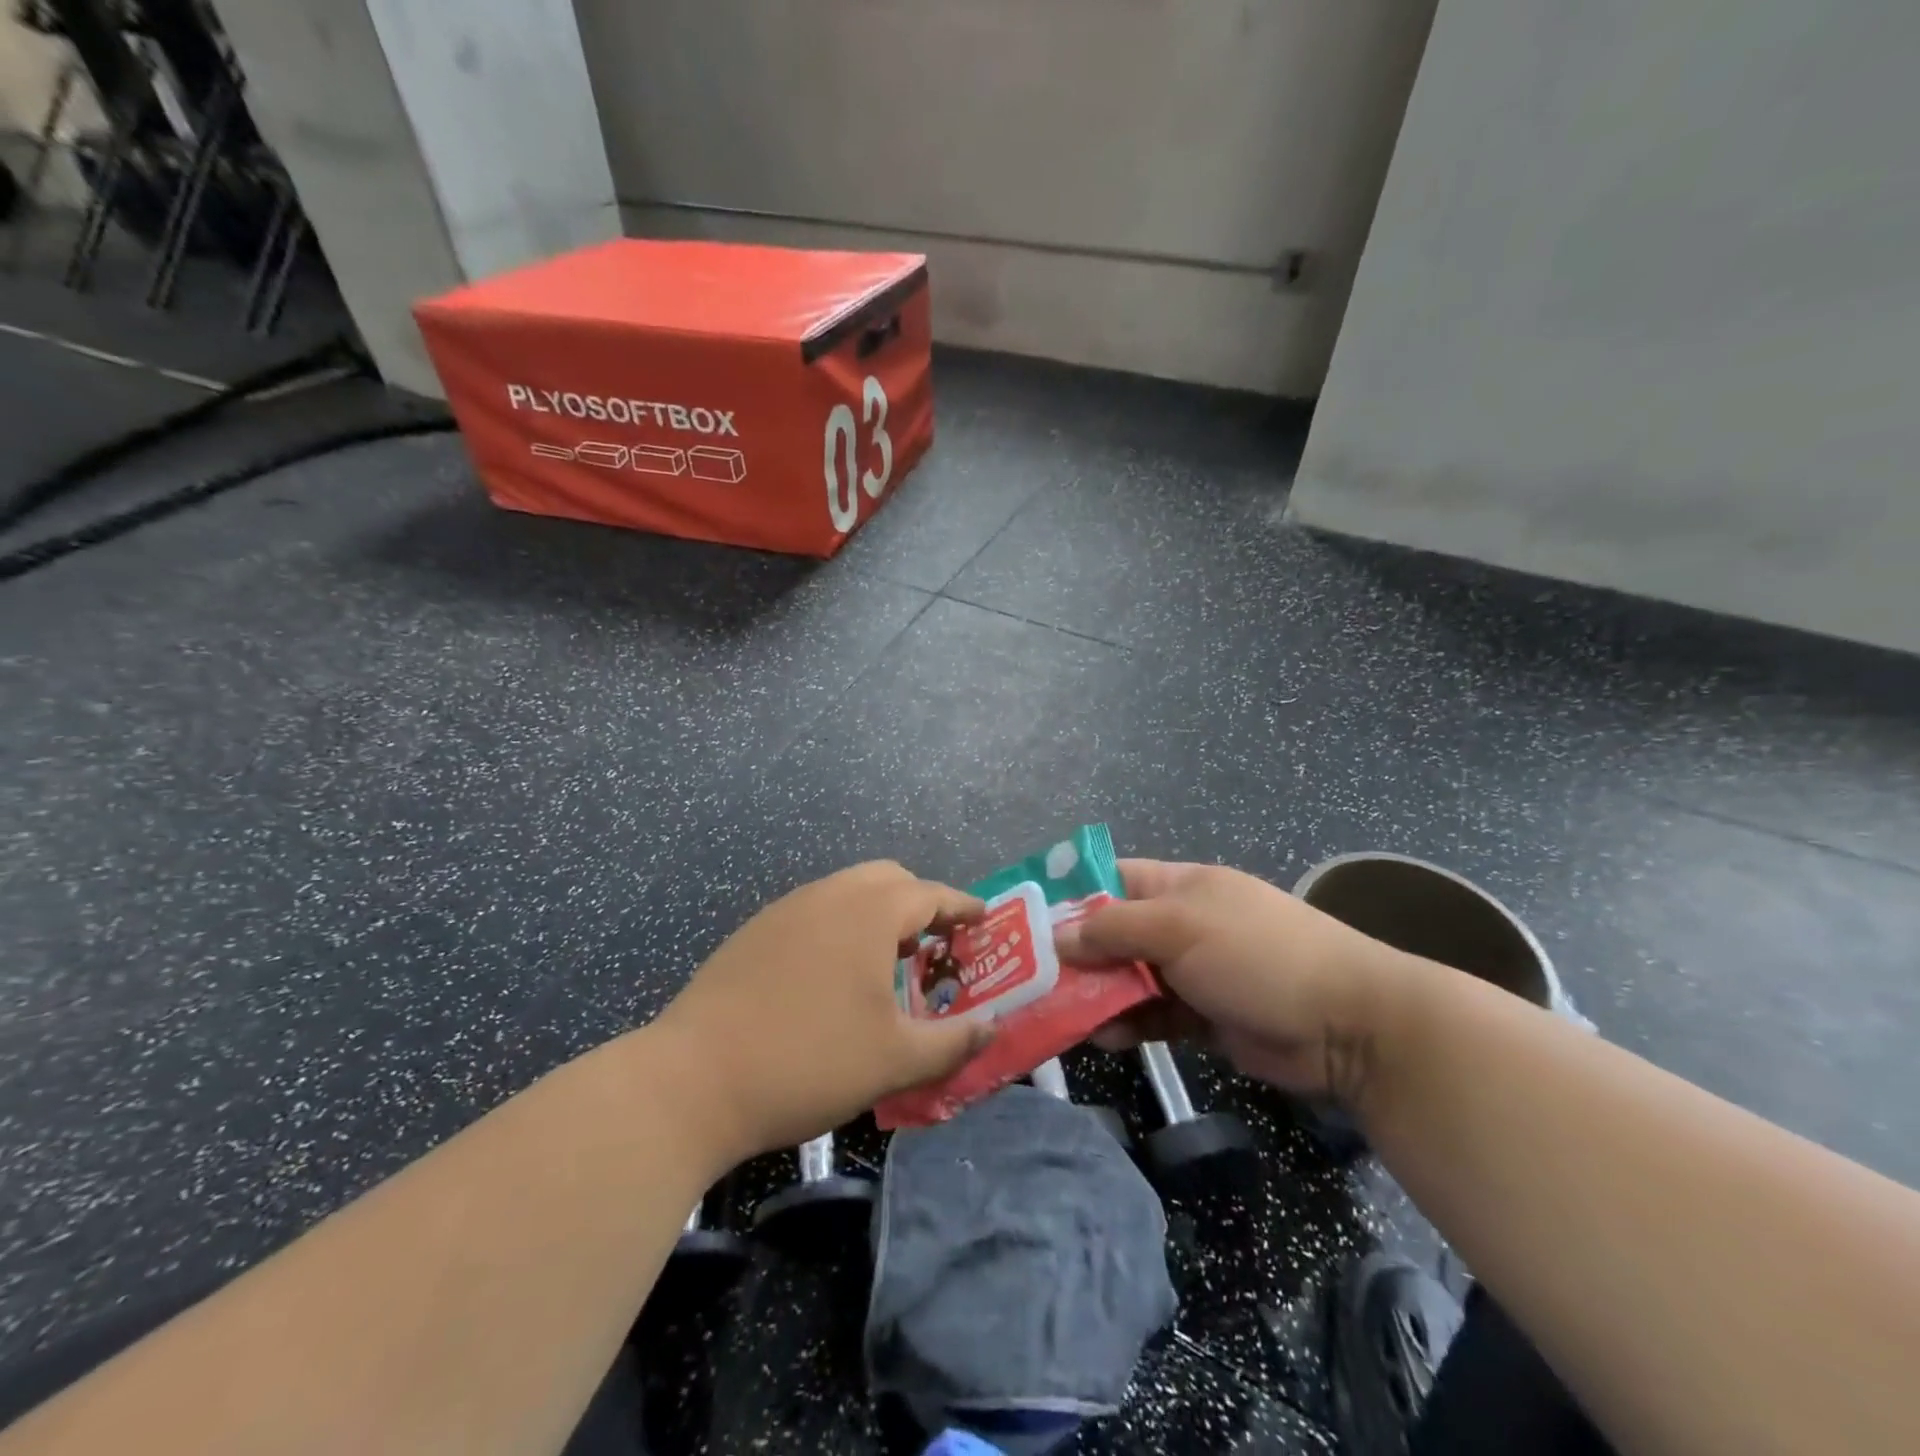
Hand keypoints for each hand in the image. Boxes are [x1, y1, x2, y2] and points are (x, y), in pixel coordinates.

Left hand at [649, 862, 992, 1157]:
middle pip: (888, 879)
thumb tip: (993, 1028)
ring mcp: (786, 909)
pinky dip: (842, 925)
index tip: (983, 919)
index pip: (930, 894)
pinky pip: (815, 911)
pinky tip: (834, 974)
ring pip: (848, 892)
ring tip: (888, 962)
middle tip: (936, 945)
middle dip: (920, 904)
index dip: (962, 906)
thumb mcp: (895, 1060)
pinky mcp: (755, 931)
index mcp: (869, 912)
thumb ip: (953, 1041)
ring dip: (878, 914)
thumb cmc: (808, 1062)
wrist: (693, 1080)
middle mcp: (829, 895)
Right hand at [1055, 859, 1416, 1104]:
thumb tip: (1057, 937)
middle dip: (1074, 954)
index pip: (1111, 878)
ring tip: (1056, 1014)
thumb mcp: (1180, 928)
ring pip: (1127, 978)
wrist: (1348, 1025)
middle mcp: (1180, 924)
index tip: (1025, 918)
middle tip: (1027, 978)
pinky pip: (1150, 1016)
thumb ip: (1114, 930)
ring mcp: (1192, 972)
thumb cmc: (1258, 954)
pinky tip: (1102, 1039)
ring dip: (1096, 995)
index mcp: (1178, 886)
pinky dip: (1126, 1025)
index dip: (1069, 893)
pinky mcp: (1202, 1016)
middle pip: (1112, 933)